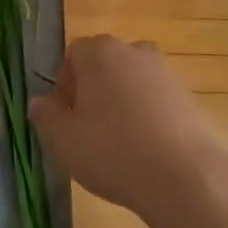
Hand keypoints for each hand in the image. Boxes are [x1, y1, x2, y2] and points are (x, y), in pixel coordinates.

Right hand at [30, 36, 224, 227]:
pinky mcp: (189, 95)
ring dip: (120, 103)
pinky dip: (147, 115)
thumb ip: (45, 116)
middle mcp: (134, 50)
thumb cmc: (113, 152)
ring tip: (118, 143)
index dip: (64, 85)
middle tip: (87, 130)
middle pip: (104, 65)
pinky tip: (145, 149)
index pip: (72, 55)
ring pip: (131, 82)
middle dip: (92, 91)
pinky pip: (156, 99)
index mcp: (99, 52)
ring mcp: (165, 71)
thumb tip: (39, 103)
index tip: (65, 117)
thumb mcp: (63, 140)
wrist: (185, 176)